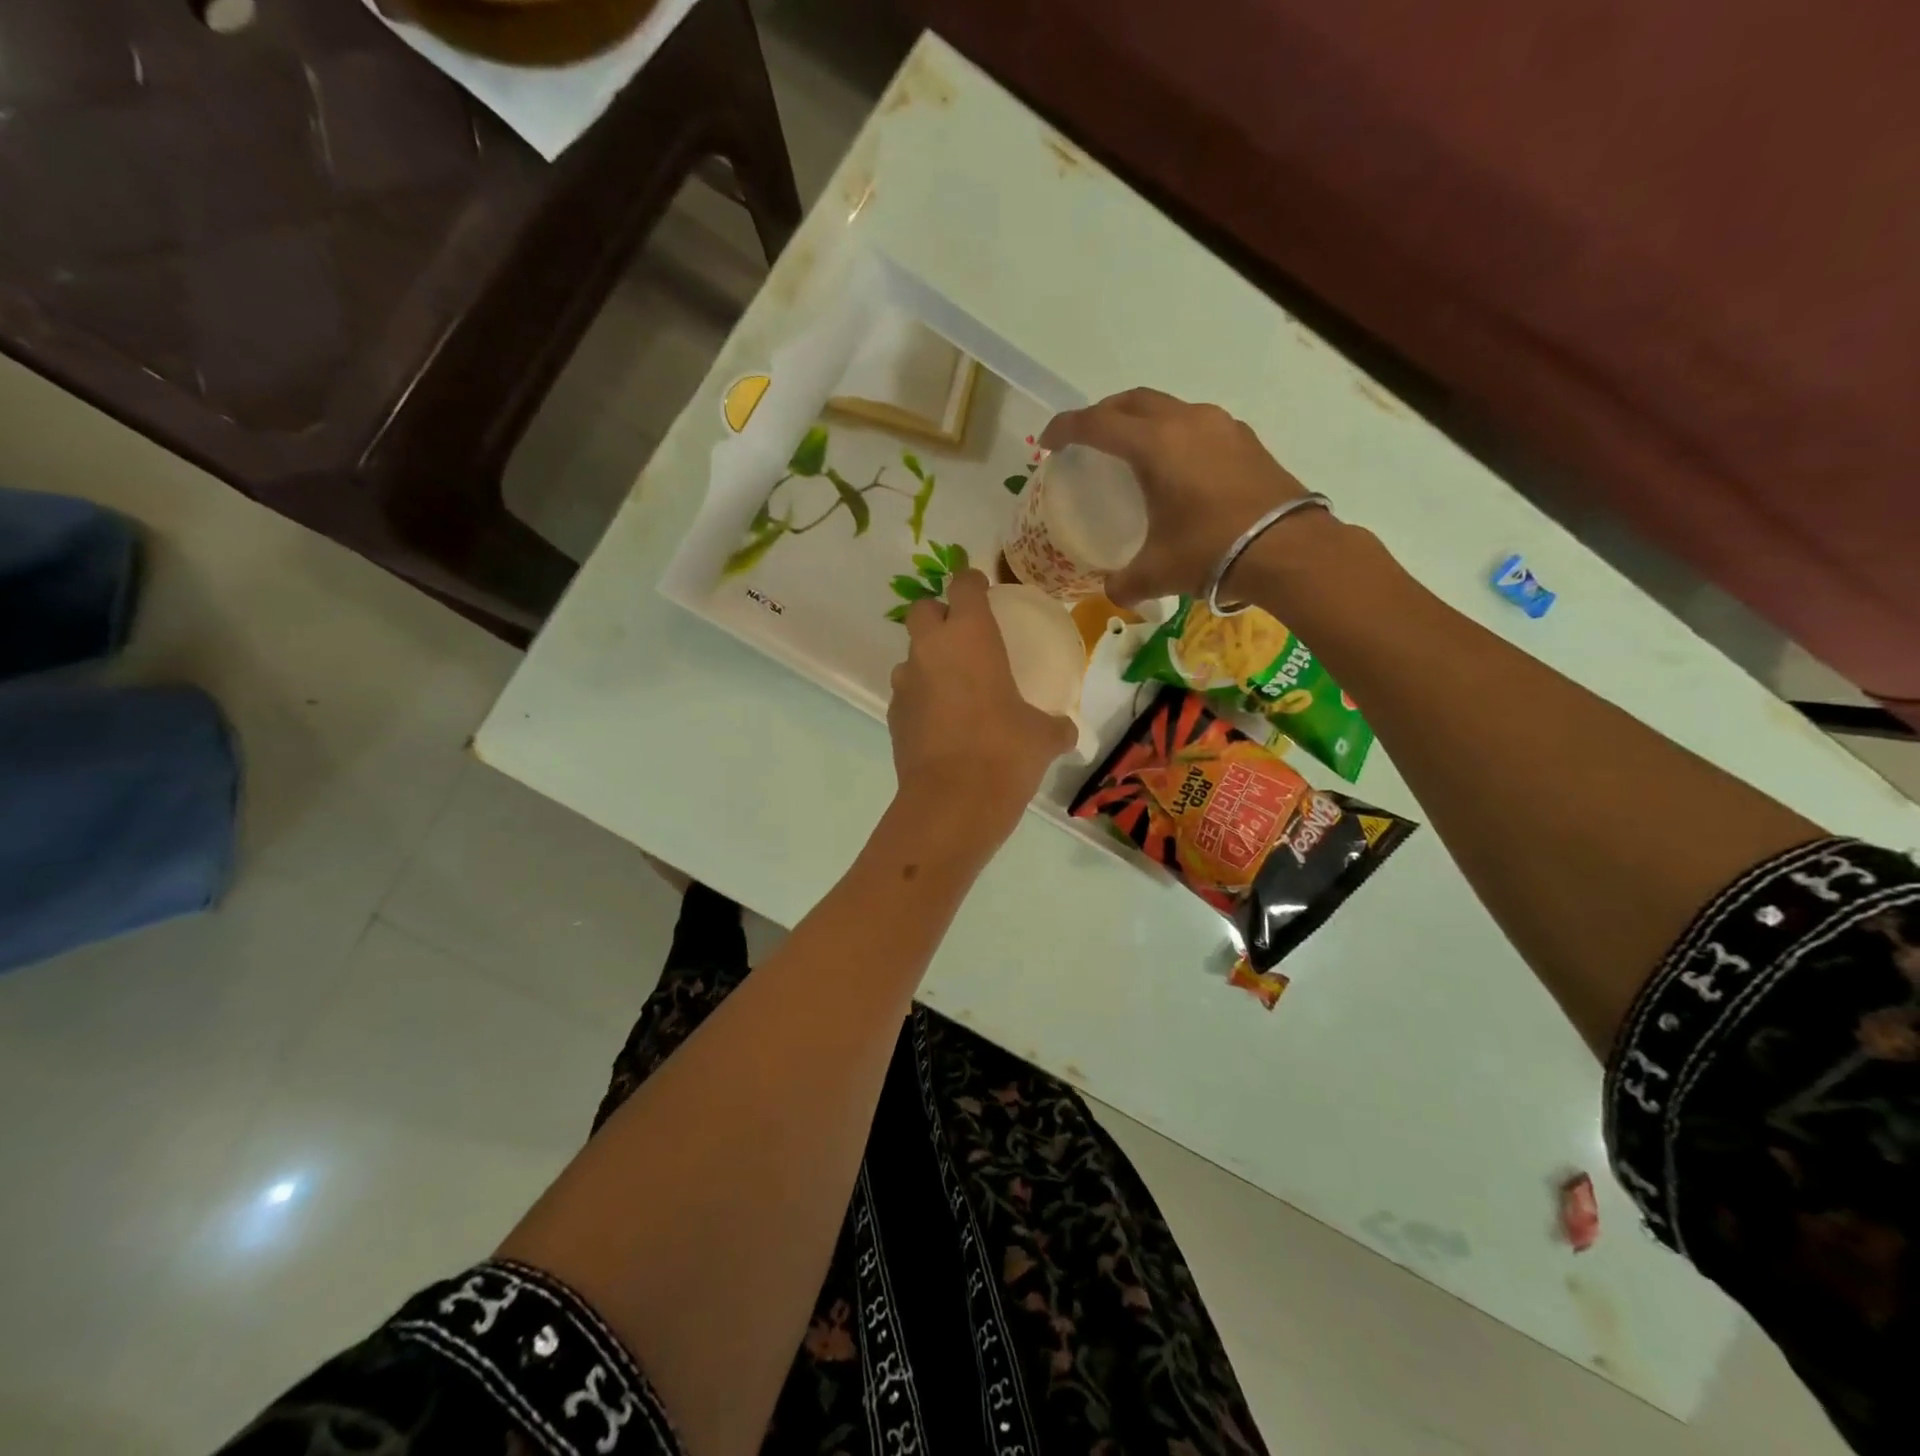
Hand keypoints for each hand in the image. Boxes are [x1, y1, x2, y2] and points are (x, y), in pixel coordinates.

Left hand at [889, 570, 1076, 843]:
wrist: (953, 801)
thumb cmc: (1005, 752)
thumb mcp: (1042, 737)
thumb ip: (1055, 726)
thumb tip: (1067, 731)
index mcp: (970, 636)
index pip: (963, 585)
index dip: (971, 581)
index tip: (981, 589)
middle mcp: (931, 649)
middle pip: (922, 609)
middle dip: (939, 614)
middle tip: (962, 634)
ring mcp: (906, 682)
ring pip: (910, 654)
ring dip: (927, 660)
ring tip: (952, 685)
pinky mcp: (893, 715)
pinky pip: (906, 692)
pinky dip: (921, 697)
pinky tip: (940, 721)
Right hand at [1039, 388, 1311, 604]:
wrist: (1290, 550)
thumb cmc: (1211, 552)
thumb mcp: (1157, 573)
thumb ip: (1124, 582)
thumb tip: (1113, 592)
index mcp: (1154, 445)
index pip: (1097, 424)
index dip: (1066, 429)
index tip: (1048, 441)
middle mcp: (1185, 422)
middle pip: (1132, 402)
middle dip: (1103, 414)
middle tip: (1087, 438)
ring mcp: (1221, 426)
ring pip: (1168, 408)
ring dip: (1142, 420)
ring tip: (1131, 448)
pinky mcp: (1245, 440)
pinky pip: (1197, 424)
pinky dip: (1174, 434)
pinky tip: (1178, 464)